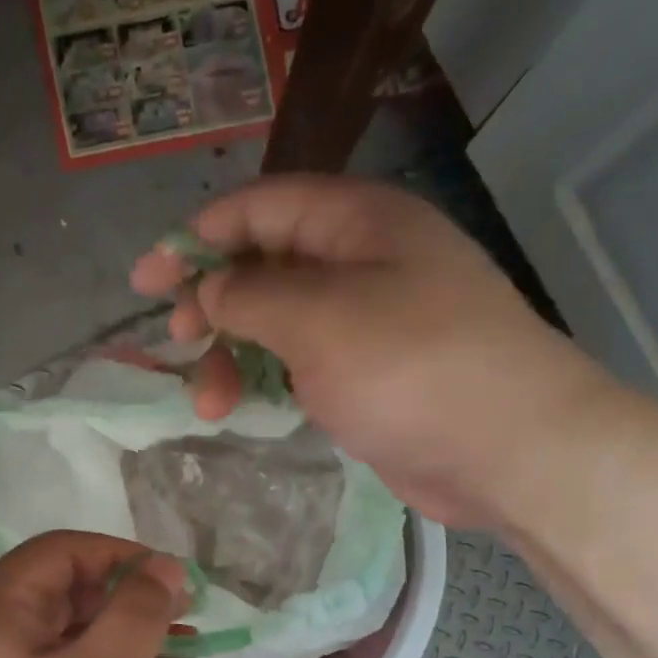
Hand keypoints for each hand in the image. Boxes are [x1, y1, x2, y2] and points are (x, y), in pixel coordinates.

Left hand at [0, 532, 189, 657]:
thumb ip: (138, 610)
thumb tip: (163, 568)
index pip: (61, 552)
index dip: (121, 554)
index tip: (173, 577)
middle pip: (68, 596)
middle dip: (131, 600)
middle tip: (188, 615)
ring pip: (73, 644)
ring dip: (131, 642)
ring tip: (189, 651)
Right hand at [130, 174, 613, 527]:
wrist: (510, 450)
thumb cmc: (413, 367)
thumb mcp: (320, 320)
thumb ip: (251, 297)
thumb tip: (209, 289)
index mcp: (359, 222)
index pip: (261, 207)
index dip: (197, 236)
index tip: (147, 279)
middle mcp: (363, 261)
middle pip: (266, 264)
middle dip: (213, 301)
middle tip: (176, 340)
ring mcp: (368, 322)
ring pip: (279, 322)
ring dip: (234, 355)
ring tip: (208, 402)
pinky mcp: (369, 376)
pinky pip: (300, 364)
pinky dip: (266, 381)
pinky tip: (241, 408)